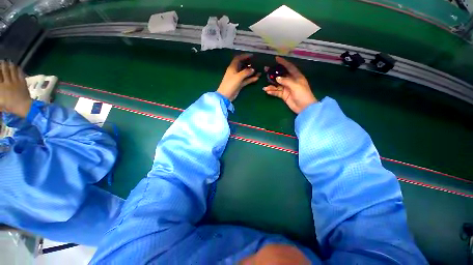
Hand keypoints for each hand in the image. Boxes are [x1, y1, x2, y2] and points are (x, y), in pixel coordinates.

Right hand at [0, 61, 30, 117]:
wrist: (23, 106)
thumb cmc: (10, 106)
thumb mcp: (0, 102)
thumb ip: (0, 93)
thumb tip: (1, 85)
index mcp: (1, 87)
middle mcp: (7, 82)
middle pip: (4, 71)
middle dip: (3, 65)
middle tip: (2, 61)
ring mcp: (16, 82)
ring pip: (12, 71)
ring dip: (11, 65)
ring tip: (9, 62)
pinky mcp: (23, 82)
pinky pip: (20, 74)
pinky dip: (18, 69)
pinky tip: (17, 67)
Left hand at [217, 54, 260, 101]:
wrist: (226, 96)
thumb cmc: (230, 84)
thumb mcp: (238, 77)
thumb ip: (246, 72)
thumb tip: (253, 69)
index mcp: (232, 67)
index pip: (238, 59)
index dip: (244, 56)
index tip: (252, 56)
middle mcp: (235, 72)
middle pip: (242, 65)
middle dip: (249, 64)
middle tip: (256, 63)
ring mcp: (237, 78)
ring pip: (245, 74)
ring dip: (251, 72)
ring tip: (259, 71)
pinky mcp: (239, 84)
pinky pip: (246, 80)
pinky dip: (251, 79)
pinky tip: (257, 78)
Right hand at [263, 57, 316, 113]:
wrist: (304, 107)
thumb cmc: (303, 94)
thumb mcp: (295, 85)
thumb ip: (286, 81)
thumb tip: (277, 78)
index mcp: (296, 76)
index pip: (289, 67)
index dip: (283, 62)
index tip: (276, 58)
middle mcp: (290, 81)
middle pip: (280, 75)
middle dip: (273, 73)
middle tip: (265, 70)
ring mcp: (286, 89)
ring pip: (277, 85)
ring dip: (271, 86)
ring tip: (265, 87)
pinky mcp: (284, 95)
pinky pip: (277, 92)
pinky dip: (272, 92)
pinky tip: (268, 92)